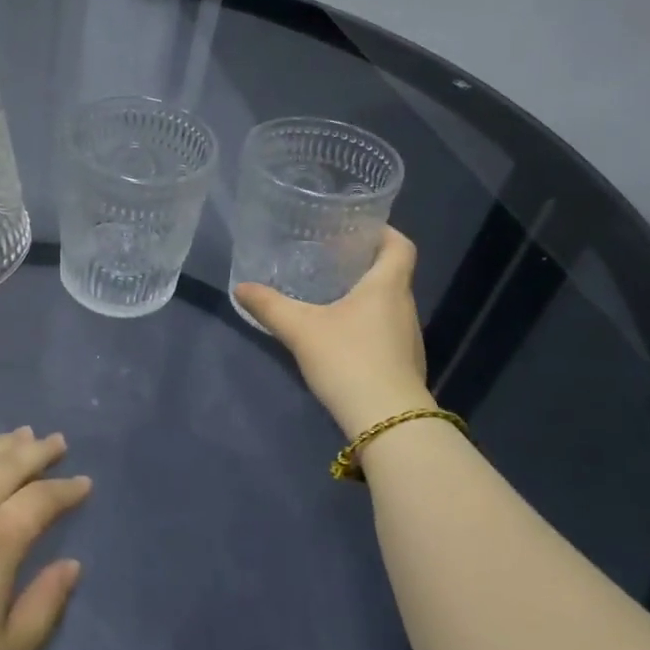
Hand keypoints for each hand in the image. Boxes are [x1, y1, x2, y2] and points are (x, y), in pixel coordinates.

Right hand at [234, 227, 434, 439]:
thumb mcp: (300, 329)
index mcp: (387, 286)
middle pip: (392, 274)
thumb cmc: (348, 359)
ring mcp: (409, 339)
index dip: (382, 232)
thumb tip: (241, 287)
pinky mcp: (404, 365)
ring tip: (330, 297)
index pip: (399, 245)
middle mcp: (405, 306)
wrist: (388, 421)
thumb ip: (270, 306)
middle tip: (329, 260)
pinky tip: (340, 337)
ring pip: (388, 305)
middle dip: (364, 265)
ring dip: (365, 297)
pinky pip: (386, 332)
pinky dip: (367, 326)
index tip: (356, 229)